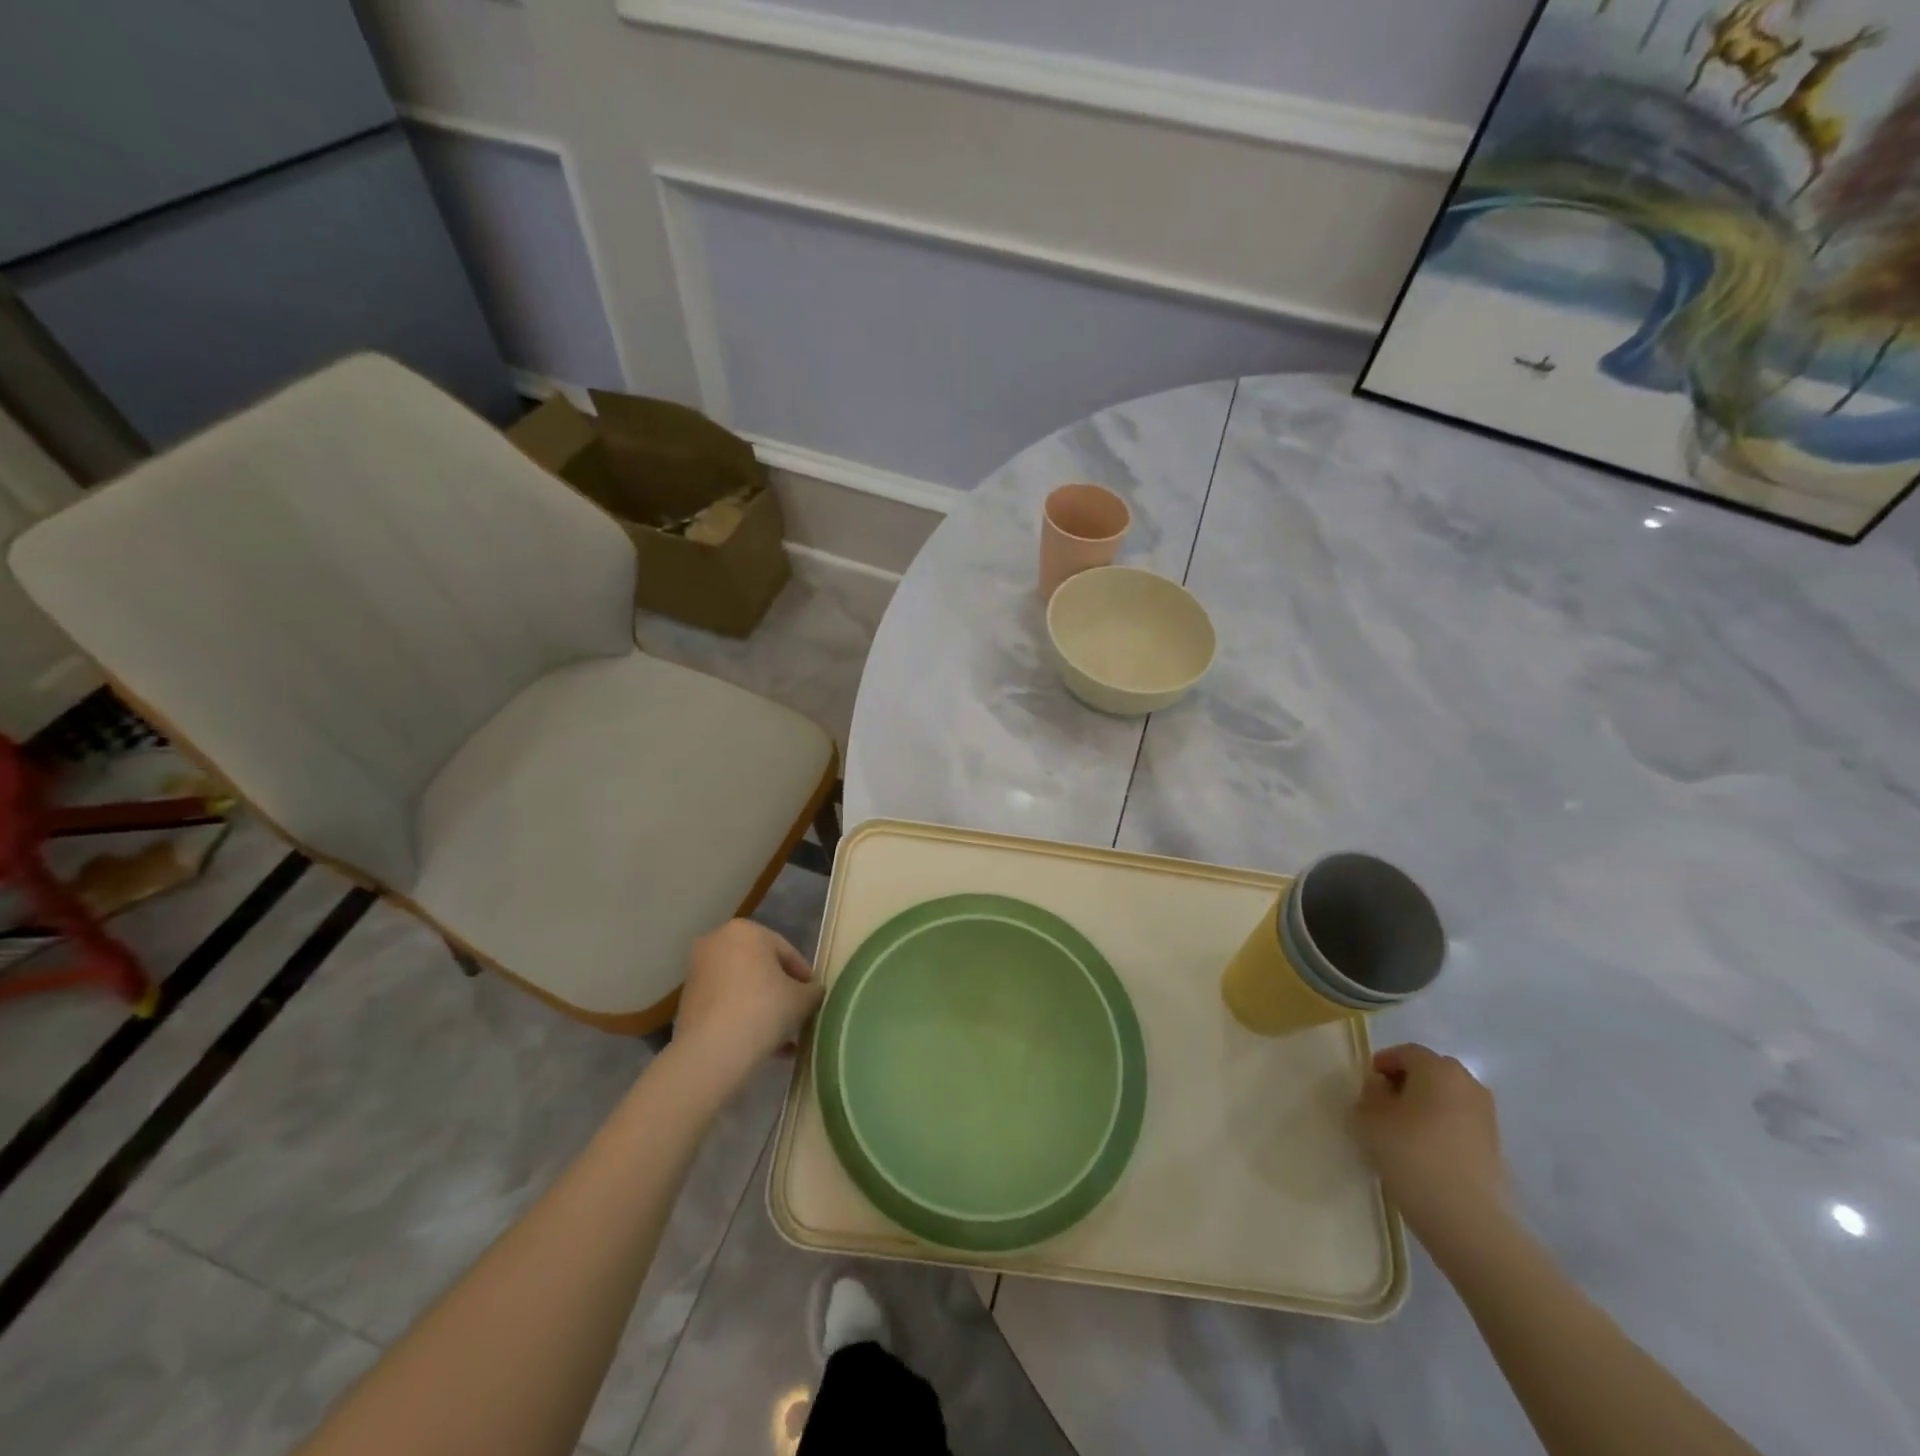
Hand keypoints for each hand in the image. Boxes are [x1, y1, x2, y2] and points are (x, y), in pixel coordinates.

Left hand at [672, 920, 823, 1081]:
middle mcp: (717, 942)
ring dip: (763, 1008)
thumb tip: (812, 992)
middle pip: (761, 968)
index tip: (814, 998)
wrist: (712, 1052)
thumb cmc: (763, 1010)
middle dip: (781, 993)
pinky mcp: (687, 1000)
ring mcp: (698, 971)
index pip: (786, 952)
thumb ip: (813, 991)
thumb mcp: (803, 999)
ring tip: (782, 1038)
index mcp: (746, 930)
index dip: (804, 977)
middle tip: (798, 1016)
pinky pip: (725, 1004)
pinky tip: (760, 1044)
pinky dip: (742, 1018)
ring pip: (742, 988)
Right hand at [1353, 1043, 1508, 1252]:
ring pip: (1447, 1097)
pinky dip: (1442, 1126)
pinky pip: (1460, 1121)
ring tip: (1404, 1130)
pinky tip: (1426, 1150)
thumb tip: (1382, 1087)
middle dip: (1406, 1082)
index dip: (1382, 1064)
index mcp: (1438, 1068)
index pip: (1405, 1052)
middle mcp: (1468, 1083)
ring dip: (1425, 1105)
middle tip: (1383, 1105)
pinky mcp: (1494, 1145)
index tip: (1367, 1086)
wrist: (1465, 1218)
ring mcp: (1486, 1115)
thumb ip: (1370, 1092)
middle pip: (1430, 1071)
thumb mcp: (1370, 1117)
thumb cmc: (1410, 1154)